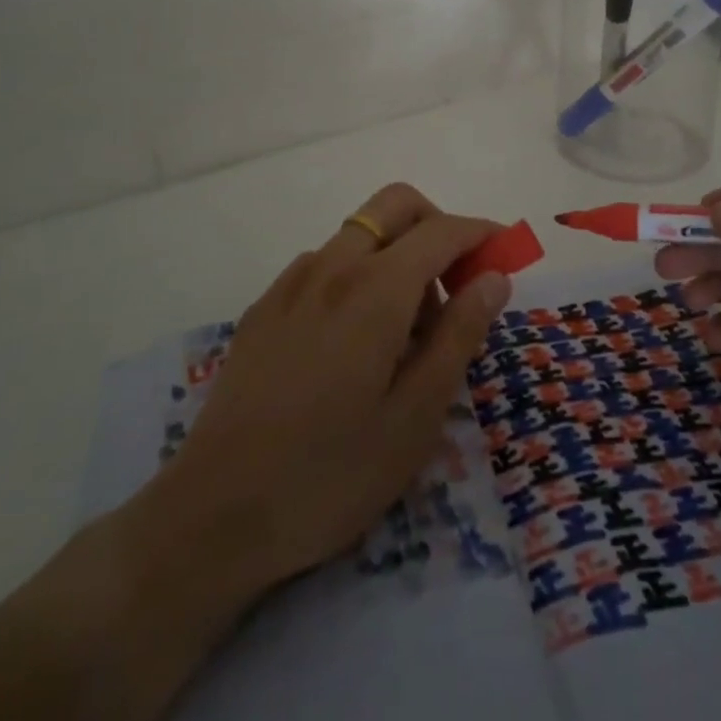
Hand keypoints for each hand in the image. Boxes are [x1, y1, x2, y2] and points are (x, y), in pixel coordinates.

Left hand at [140, 183, 512, 597]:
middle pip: (396, 205)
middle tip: (456, 283)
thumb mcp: (416, 415)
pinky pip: (324, 263)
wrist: (215, 515)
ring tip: (406, 330)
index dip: (481, 233)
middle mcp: (333, 266)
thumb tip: (494, 277)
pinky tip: (352, 340)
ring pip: (359, 233)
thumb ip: (460, 335)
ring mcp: (291, 283)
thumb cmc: (332, 472)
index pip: (442, 231)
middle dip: (437, 225)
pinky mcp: (264, 307)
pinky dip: (357, 274)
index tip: (506, 254)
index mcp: (376, 288)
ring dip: (397, 253)